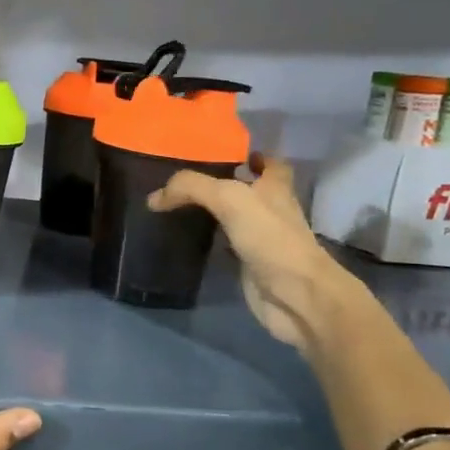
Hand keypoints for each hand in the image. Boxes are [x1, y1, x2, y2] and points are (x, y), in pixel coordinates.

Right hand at [147, 153, 358, 349]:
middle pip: (248, 189)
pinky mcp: (249, 264)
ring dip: (213, 211)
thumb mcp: (229, 198)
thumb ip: (191, 188)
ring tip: (180, 204)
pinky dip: (209, 240)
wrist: (294, 295)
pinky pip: (225, 245)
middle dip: (224, 182)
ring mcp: (261, 238)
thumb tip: (155, 197)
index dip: (253, 156)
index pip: (270, 163)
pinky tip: (187, 237)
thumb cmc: (270, 238)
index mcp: (275, 188)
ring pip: (234, 217)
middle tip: (188, 179)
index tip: (225, 154)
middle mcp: (271, 210)